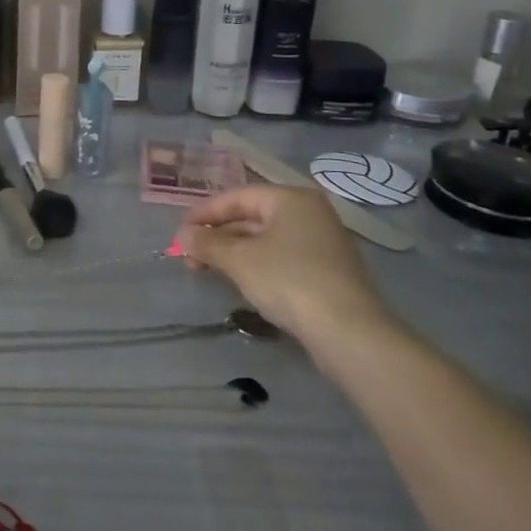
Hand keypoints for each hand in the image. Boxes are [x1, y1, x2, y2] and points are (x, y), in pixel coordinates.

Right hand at [174, 183, 392, 347]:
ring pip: (265, 240)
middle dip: (217, 236)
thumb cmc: (289, 281)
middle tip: (189, 255)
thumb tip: (182, 235)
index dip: (204, 213)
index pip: (237, 197)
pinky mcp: (328, 272)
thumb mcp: (239, 260)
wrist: (349, 333)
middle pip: (251, 217)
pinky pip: (281, 258)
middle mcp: (309, 214)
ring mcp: (322, 243)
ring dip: (233, 253)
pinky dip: (256, 265)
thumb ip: (207, 243)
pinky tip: (239, 282)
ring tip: (206, 269)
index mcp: (291, 199)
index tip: (180, 232)